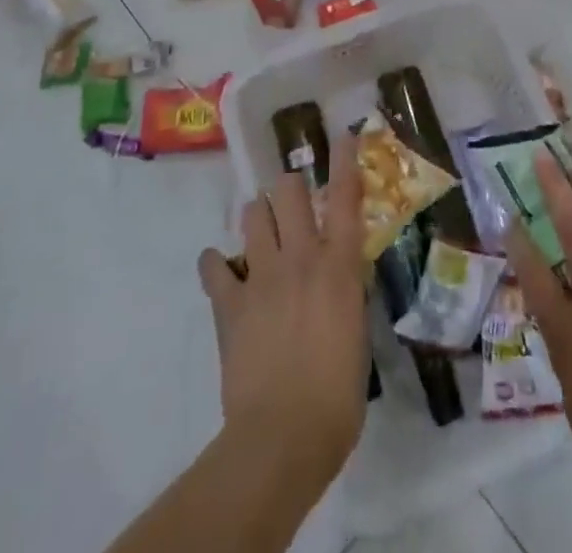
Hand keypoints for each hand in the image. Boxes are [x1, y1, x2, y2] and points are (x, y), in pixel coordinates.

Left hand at [198, 132, 368, 489]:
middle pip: (289, 191)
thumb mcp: (358, 334)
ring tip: (262, 233)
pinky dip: (216, 265)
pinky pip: (213, 266)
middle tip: (294, 203)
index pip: (345, 197)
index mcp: (338, 266)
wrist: (283, 436)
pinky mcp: (229, 302)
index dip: (343, 160)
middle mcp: (300, 257)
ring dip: (259, 217)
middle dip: (291, 188)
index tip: (342, 134)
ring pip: (253, 214)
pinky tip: (222, 272)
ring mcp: (261, 276)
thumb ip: (348, 293)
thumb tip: (343, 274)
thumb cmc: (337, 395)